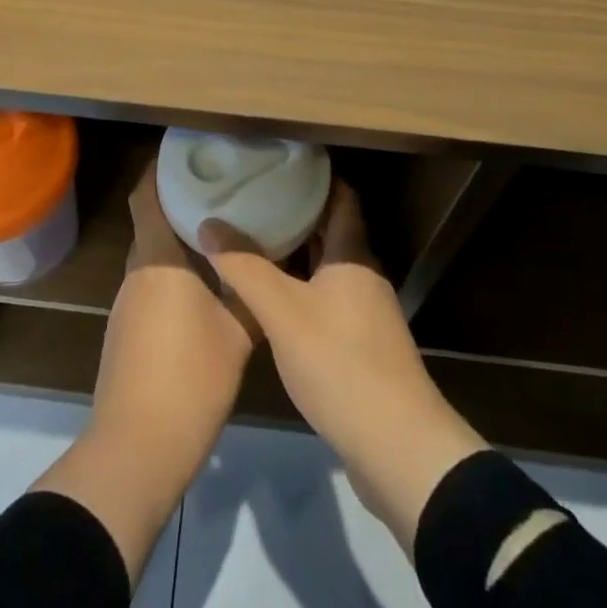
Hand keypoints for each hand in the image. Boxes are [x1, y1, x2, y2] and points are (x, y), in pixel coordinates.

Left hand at [34, 158, 255, 578]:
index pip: (146, 196)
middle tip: (219, 187)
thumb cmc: (190, 379)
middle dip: (178, 200)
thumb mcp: (237, 333)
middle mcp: (137, 272)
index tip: (188, 151)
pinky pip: (152, 282)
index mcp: (158, 260)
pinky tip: (204, 281)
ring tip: (219, 228)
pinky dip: (174, 270)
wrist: (138, 448)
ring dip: (178, 238)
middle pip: (151, 221)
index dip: (160, 168)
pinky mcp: (128, 331)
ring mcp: (128, 304)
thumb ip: (250, 291)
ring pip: (153, 254)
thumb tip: (270, 263)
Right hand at [199, 179, 486, 550]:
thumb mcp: (283, 312)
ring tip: (254, 237)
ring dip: (296, 251)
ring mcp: (366, 311)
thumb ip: (245, 267)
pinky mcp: (362, 344)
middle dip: (295, 211)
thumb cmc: (341, 364)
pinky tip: (272, 297)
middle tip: (253, 196)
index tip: (277, 161)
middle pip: (331, 229)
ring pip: (327, 265)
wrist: (397, 446)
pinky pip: (327, 297)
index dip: (313, 175)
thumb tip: (209, 223)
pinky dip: (301, 286)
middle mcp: (363, 274)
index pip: (340, 195)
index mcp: (353, 254)